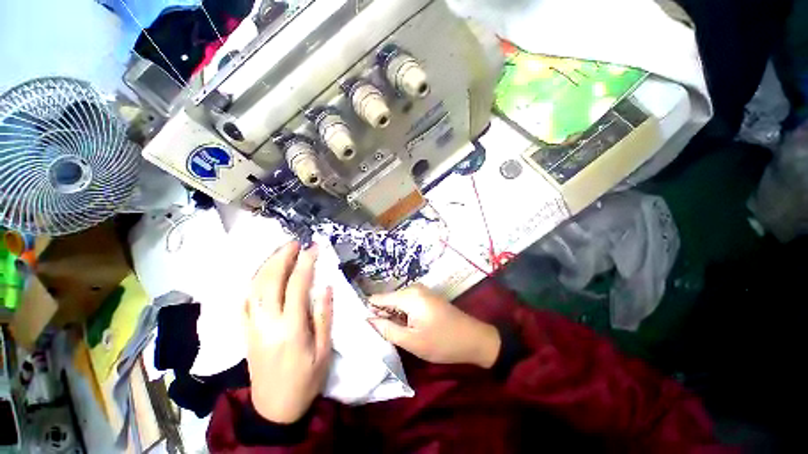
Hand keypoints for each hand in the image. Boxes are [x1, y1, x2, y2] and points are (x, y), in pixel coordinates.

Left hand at [244, 242, 332, 423]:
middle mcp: (267, 323)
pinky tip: (259, 274)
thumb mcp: (324, 351)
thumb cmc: (306, 380)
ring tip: (280, 251)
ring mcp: (252, 327)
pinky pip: (243, 301)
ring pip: (253, 288)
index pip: (297, 285)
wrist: (274, 409)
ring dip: (266, 265)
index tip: (314, 247)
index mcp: (291, 328)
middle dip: (282, 257)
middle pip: (270, 281)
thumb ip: (324, 317)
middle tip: (294, 242)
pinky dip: (251, 283)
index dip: (306, 263)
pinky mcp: (244, 332)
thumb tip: (325, 287)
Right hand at [368, 284, 499, 368]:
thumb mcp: (412, 340)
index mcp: (408, 295)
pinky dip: (402, 315)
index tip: (360, 324)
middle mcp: (413, 288)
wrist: (474, 338)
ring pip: (397, 303)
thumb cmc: (442, 342)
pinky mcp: (426, 297)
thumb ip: (386, 329)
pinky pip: (406, 304)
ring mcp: (421, 291)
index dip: (368, 310)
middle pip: (387, 300)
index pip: (378, 298)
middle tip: (378, 335)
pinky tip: (404, 328)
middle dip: (381, 315)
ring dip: (392, 317)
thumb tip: (367, 319)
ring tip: (390, 334)